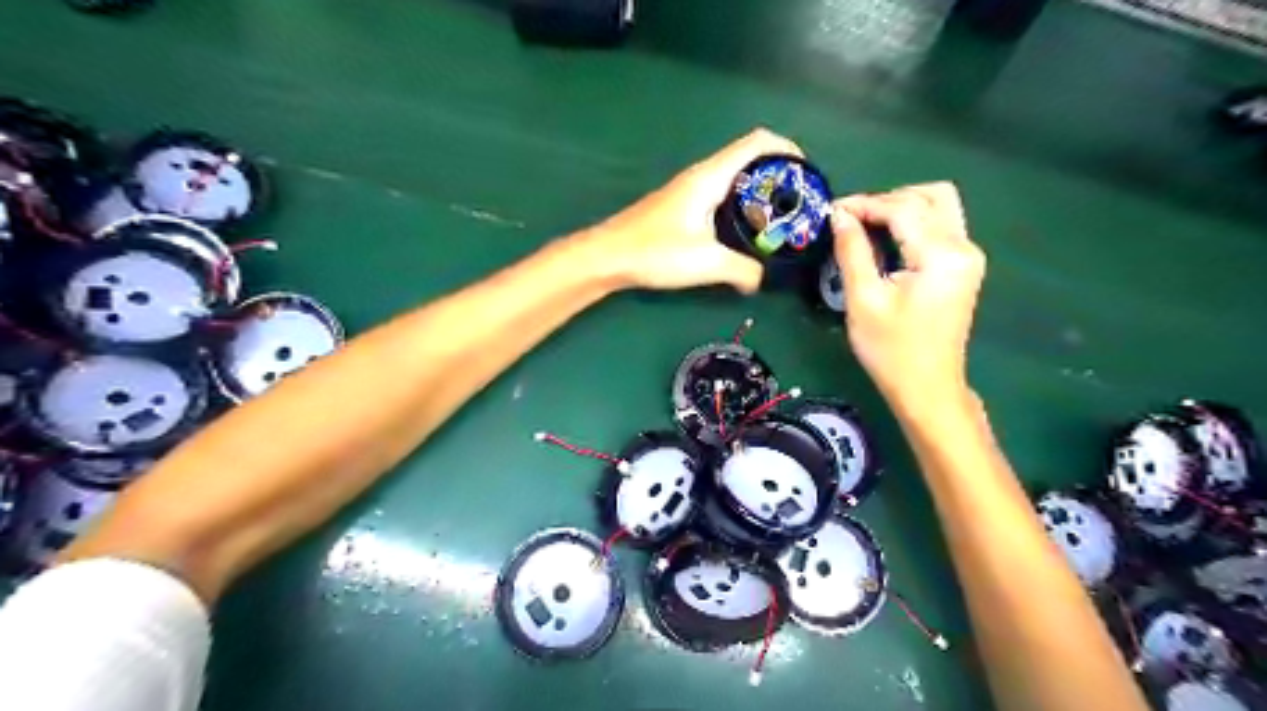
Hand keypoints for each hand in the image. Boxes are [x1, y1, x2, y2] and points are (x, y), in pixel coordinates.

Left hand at [586, 129, 800, 292]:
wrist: (608, 257)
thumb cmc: (655, 251)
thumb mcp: (707, 263)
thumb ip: (743, 270)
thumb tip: (762, 280)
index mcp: (710, 176)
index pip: (758, 142)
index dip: (788, 149)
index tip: (808, 173)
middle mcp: (701, 175)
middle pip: (749, 158)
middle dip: (779, 175)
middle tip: (798, 205)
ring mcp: (689, 190)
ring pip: (734, 178)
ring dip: (759, 192)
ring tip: (778, 220)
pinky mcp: (681, 207)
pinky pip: (720, 195)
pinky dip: (740, 205)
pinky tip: (744, 232)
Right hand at [838, 181, 984, 403]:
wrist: (926, 387)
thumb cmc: (891, 350)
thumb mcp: (863, 300)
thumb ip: (852, 251)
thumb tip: (839, 215)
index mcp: (942, 255)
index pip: (903, 208)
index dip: (866, 203)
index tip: (833, 209)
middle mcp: (964, 247)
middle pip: (930, 196)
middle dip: (886, 199)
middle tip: (851, 218)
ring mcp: (968, 256)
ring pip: (939, 205)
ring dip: (902, 206)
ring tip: (866, 224)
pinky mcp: (963, 266)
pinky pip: (939, 225)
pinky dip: (912, 222)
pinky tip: (885, 237)